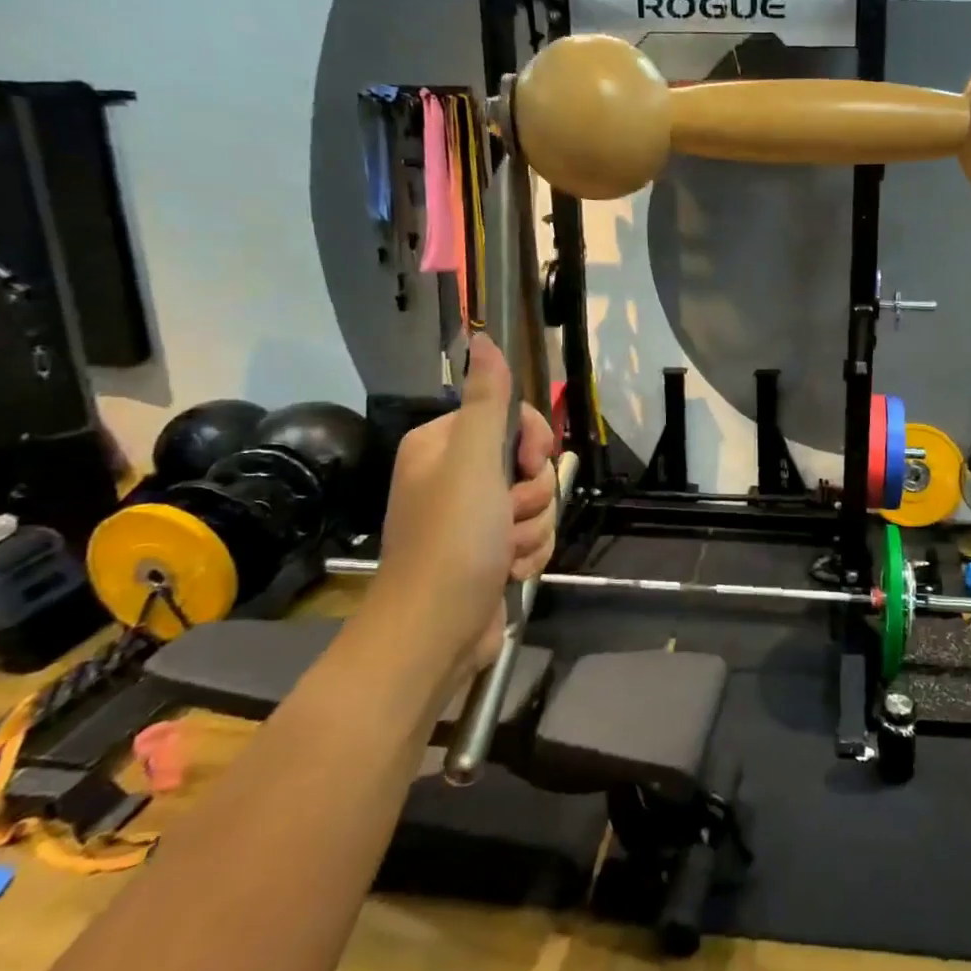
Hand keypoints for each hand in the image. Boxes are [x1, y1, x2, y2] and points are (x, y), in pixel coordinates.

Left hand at [373, 334, 556, 675]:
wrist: (434, 633)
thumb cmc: (452, 540)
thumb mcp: (472, 462)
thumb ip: (488, 401)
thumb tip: (484, 337)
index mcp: (444, 444)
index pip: (511, 417)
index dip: (529, 442)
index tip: (524, 464)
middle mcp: (456, 475)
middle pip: (529, 462)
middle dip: (530, 494)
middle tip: (505, 516)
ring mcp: (474, 516)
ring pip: (536, 502)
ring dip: (531, 528)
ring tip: (503, 553)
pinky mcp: (490, 551)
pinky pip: (532, 534)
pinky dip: (528, 553)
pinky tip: (508, 572)